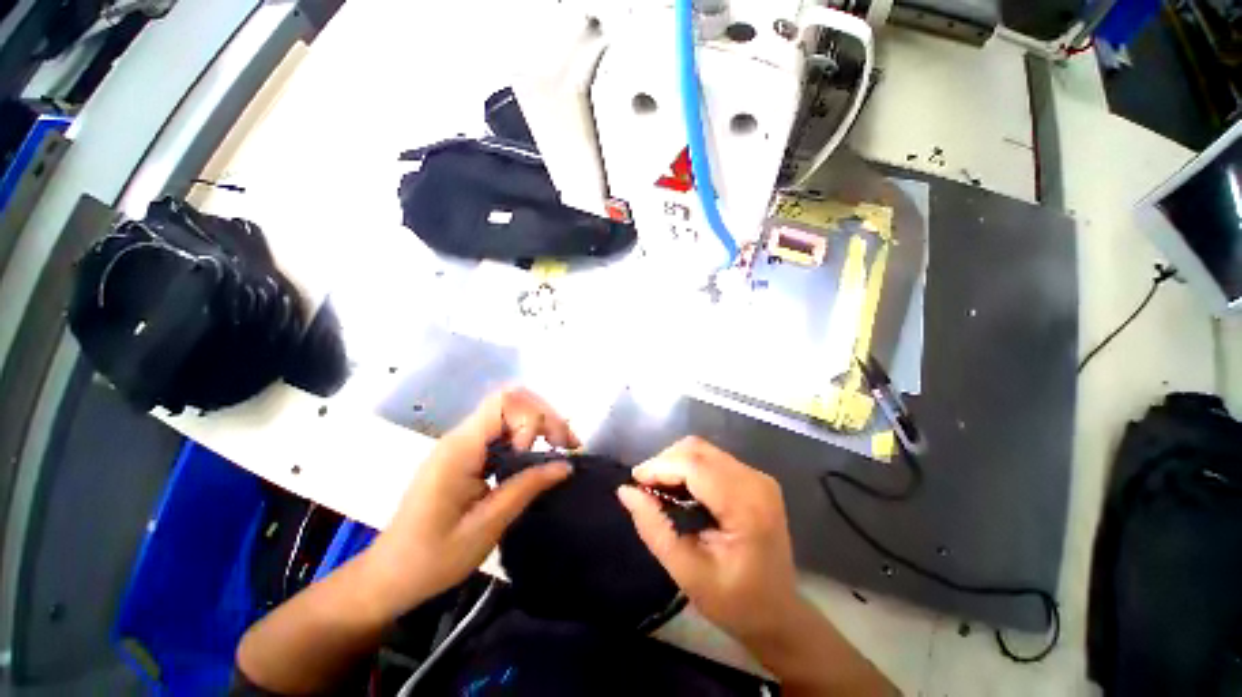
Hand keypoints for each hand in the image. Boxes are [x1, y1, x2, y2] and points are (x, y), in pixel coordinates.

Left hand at [362, 387, 578, 615]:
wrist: (389, 577)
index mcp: (459, 450)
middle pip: (511, 400)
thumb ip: (526, 488)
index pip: (504, 403)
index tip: (538, 454)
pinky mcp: (466, 455)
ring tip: (562, 446)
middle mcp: (460, 437)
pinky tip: (540, 455)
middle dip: (544, 416)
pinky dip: (528, 436)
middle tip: (568, 444)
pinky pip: (503, 431)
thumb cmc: (431, 559)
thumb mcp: (486, 528)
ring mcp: (462, 444)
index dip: (531, 419)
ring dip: (540, 423)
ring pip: (510, 412)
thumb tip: (565, 465)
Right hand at [617, 437, 803, 643]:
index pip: (695, 466)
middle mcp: (755, 481)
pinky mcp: (754, 478)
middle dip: (665, 462)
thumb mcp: (688, 573)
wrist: (778, 614)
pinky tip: (678, 488)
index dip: (660, 467)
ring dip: (675, 463)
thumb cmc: (735, 602)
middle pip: (698, 450)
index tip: (634, 482)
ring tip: (658, 489)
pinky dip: (689, 467)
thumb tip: (626, 491)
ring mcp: (757, 477)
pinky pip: (712, 459)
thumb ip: (655, 528)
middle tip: (644, 489)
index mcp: (746, 506)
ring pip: (703, 450)